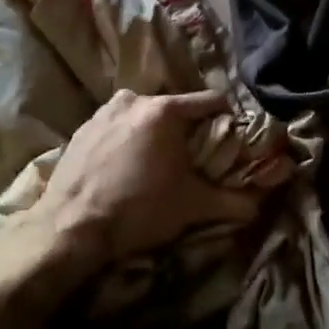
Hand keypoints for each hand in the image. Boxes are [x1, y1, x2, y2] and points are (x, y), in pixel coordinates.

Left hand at [36, 88, 276, 269]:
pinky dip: (127, 140)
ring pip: (144, 116)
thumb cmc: (138, 210)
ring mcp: (104, 111)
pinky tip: (126, 167)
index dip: (228, 118)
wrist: (70, 228)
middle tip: (194, 158)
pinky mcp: (82, 128)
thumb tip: (259, 206)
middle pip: (175, 108)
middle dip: (188, 129)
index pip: (211, 101)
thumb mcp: (192, 206)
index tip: (232, 139)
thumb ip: (231, 202)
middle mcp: (134, 100)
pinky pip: (117, 126)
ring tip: (158, 164)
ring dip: (155, 134)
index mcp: (165, 110)